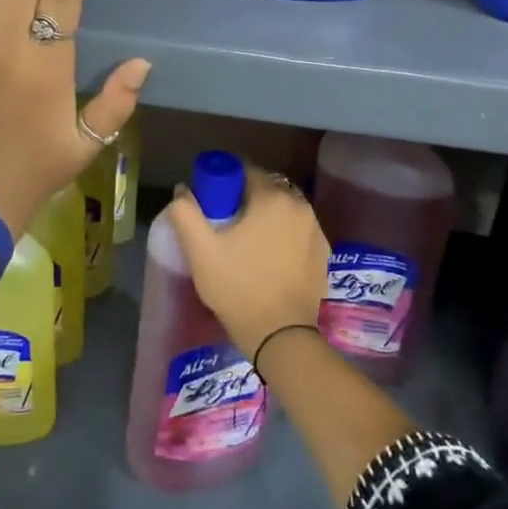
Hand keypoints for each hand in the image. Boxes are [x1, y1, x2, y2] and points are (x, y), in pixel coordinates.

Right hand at [165, 168, 329, 357]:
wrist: (282, 336)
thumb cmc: (238, 288)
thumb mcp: (201, 251)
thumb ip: (186, 214)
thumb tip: (183, 190)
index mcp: (273, 198)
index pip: (246, 172)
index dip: (225, 184)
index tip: (212, 206)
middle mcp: (301, 206)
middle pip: (267, 191)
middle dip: (246, 201)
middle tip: (226, 227)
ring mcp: (317, 230)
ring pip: (284, 212)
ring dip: (266, 219)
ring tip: (247, 246)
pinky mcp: (324, 253)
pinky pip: (298, 233)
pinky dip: (284, 237)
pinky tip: (269, 261)